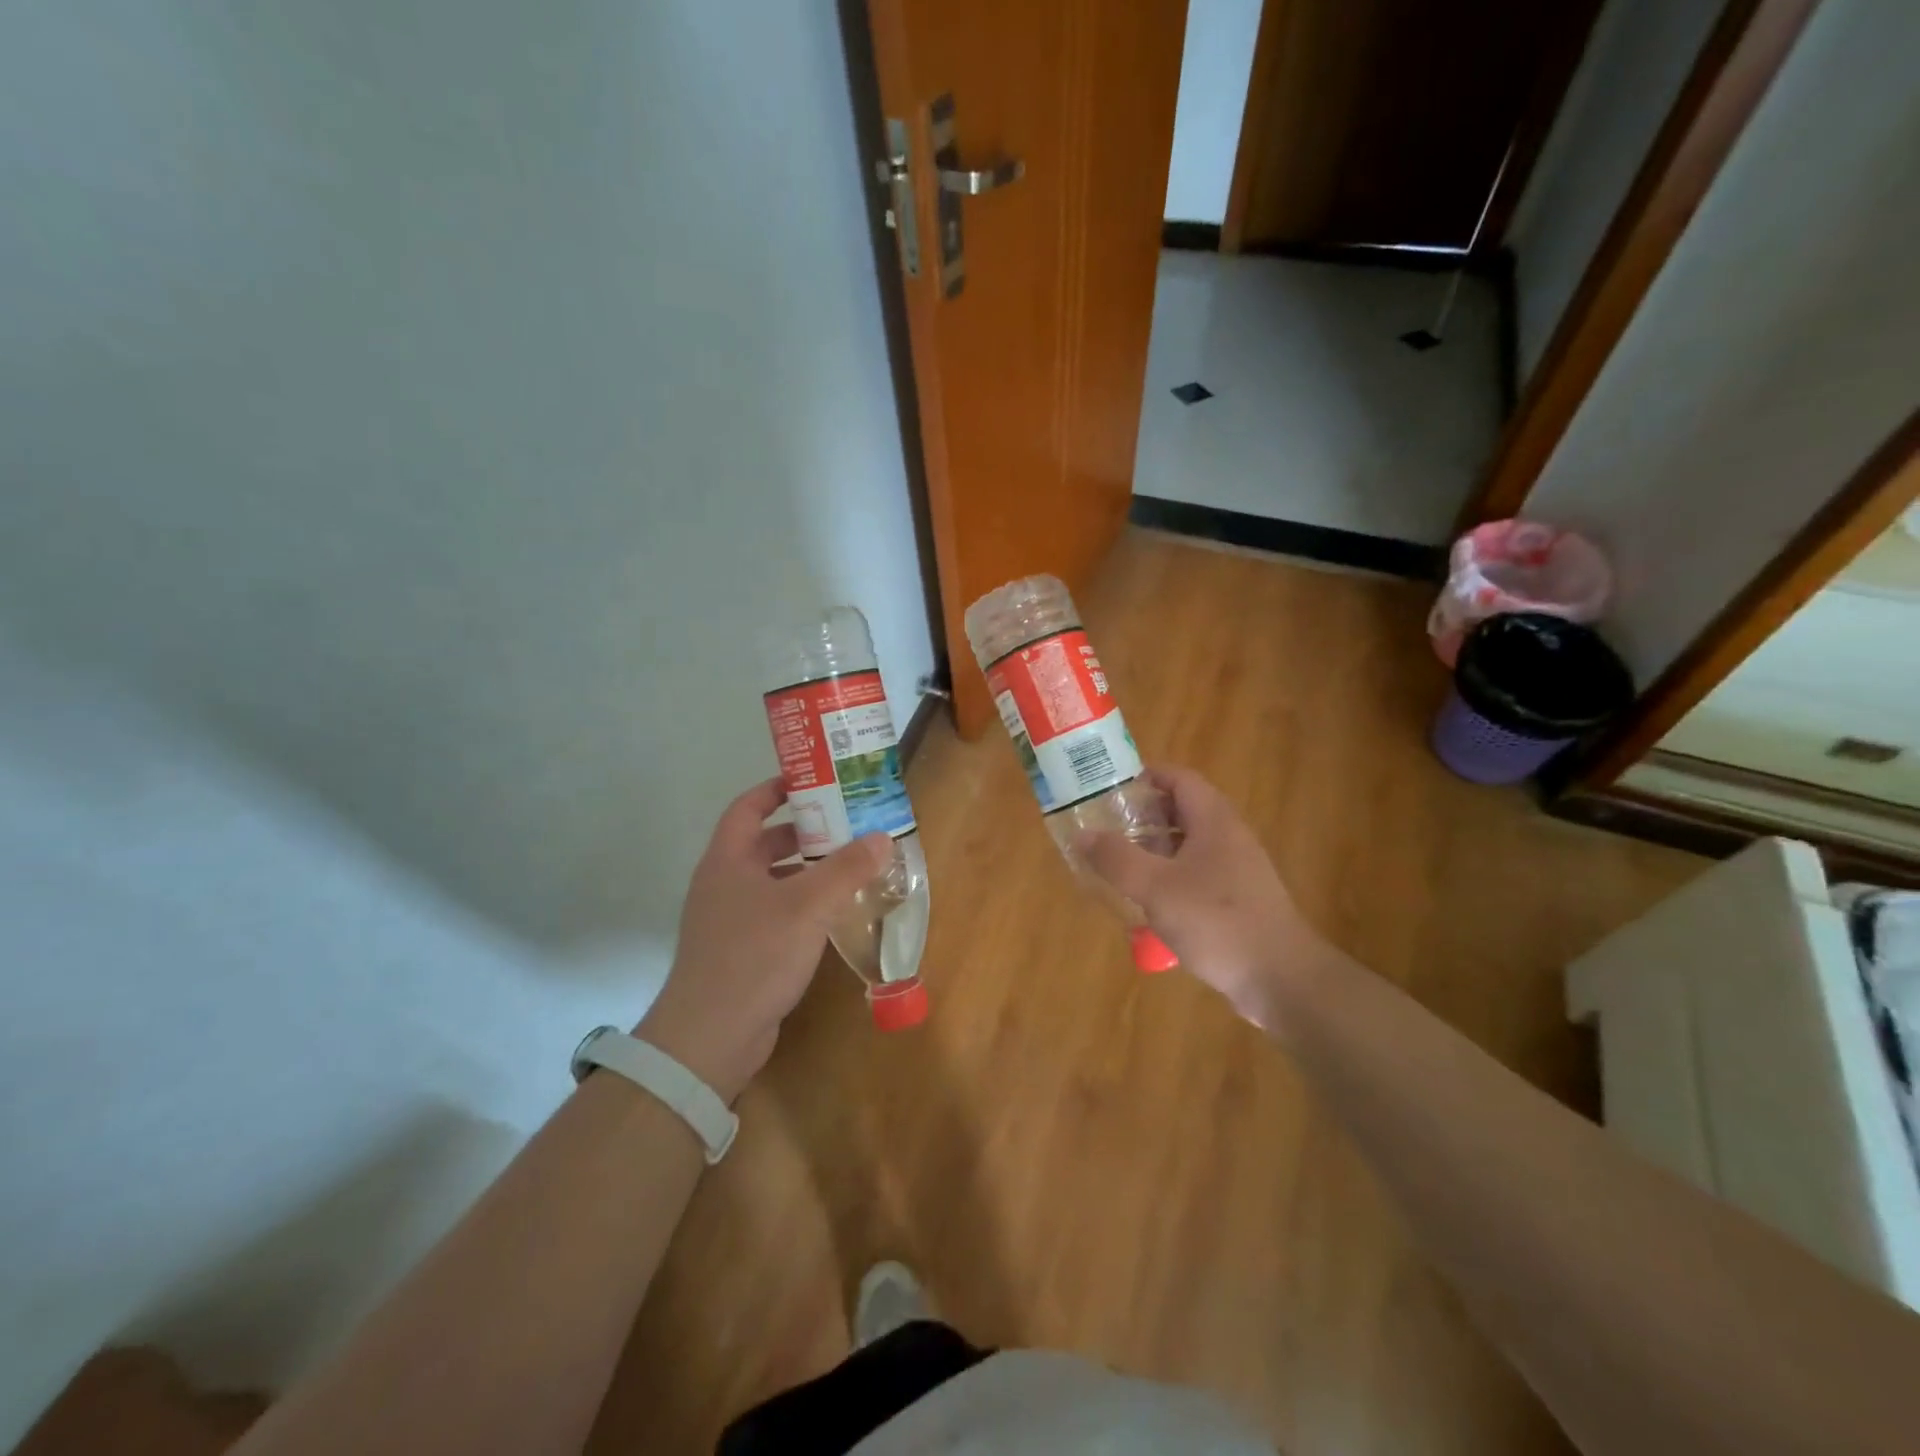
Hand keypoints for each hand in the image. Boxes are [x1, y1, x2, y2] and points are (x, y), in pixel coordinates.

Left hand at [637, 777, 890, 1101]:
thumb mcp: (807, 905)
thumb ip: (846, 869)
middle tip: (848, 825)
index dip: (778, 789)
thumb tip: (883, 837)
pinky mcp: (741, 951)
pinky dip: (803, 905)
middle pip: (764, 843)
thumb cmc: (754, 955)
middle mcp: (723, 883)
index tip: (816, 781)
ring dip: (808, 871)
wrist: (710, 1037)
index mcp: (727, 860)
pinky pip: (776, 913)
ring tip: (850, 866)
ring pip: (773, 880)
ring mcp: (729, 920)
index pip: (748, 807)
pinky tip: (834, 914)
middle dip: (805, 832)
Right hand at [1078, 766, 1329, 1027]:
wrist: (1281, 979)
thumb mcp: (1156, 888)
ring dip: (1153, 850)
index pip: (1179, 778)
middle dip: (1142, 816)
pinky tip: (1147, 904)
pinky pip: (1196, 876)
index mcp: (1214, 821)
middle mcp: (1228, 837)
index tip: (1109, 788)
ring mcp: (1236, 870)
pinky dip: (1168, 879)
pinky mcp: (1237, 900)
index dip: (1145, 776)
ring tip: (1117, 864)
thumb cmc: (1217, 922)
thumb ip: (1117, 859)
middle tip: (1105, 827)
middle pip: (1182, 810)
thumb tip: (1083, 834)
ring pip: (1187, 845)